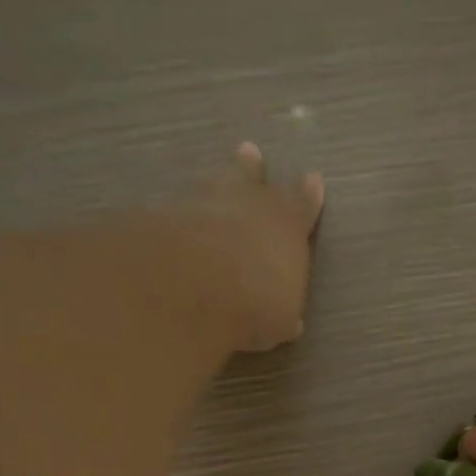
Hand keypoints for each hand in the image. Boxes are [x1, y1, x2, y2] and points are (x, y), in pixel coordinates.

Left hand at [184, 142, 325, 353]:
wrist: (194, 288)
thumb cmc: (256, 304)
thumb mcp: (281, 320)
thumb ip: (284, 314)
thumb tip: (290, 322)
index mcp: (287, 226)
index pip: (302, 205)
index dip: (308, 195)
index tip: (313, 180)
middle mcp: (247, 204)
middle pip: (251, 177)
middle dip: (252, 169)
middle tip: (249, 152)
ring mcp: (201, 202)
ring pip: (211, 184)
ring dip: (213, 183)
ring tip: (213, 178)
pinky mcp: (162, 213)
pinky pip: (175, 207)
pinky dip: (178, 212)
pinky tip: (173, 216)